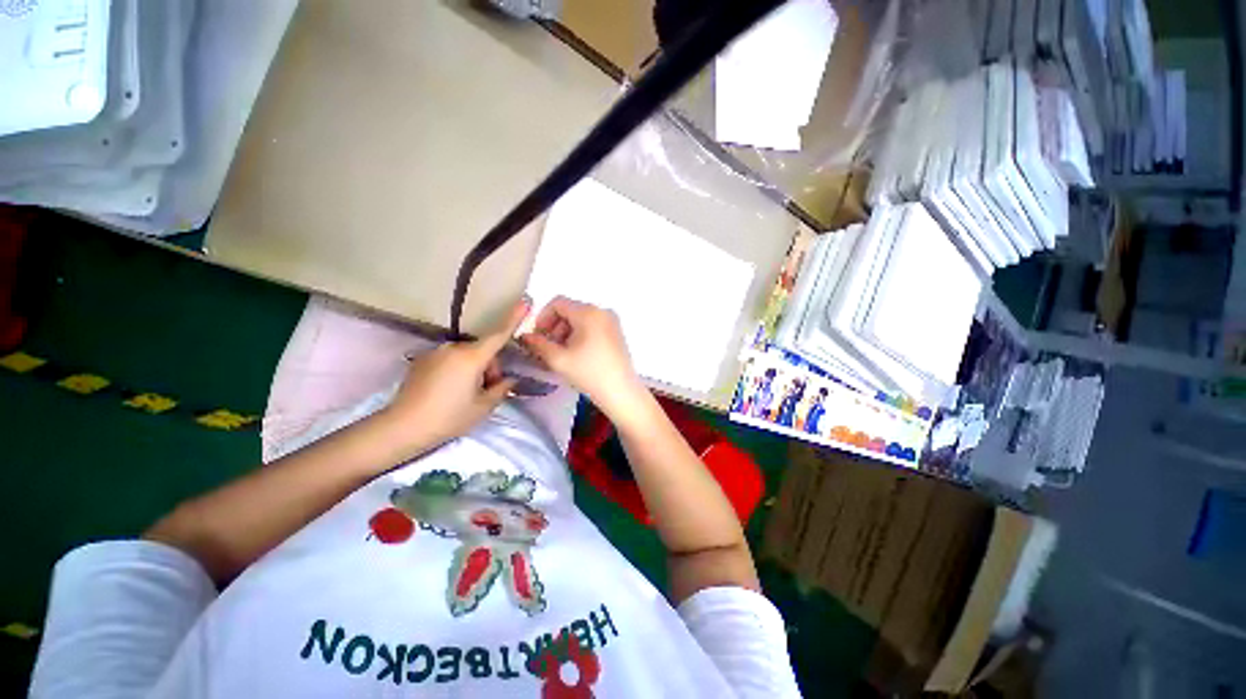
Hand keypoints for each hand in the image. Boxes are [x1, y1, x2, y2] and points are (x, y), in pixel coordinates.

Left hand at [380, 298, 530, 455]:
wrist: (401, 428)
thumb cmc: (448, 417)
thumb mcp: (483, 407)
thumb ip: (502, 388)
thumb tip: (509, 379)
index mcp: (471, 357)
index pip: (498, 335)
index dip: (513, 319)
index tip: (525, 301)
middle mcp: (453, 348)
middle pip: (483, 350)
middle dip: (490, 367)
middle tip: (487, 391)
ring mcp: (435, 352)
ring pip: (467, 355)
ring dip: (474, 369)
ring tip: (467, 394)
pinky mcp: (422, 360)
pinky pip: (450, 359)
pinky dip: (458, 369)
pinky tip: (450, 391)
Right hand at [519, 297, 648, 421]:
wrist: (620, 391)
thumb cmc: (589, 373)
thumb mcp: (558, 359)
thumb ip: (538, 344)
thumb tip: (525, 336)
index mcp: (588, 312)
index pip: (557, 303)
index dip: (542, 318)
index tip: (538, 338)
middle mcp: (602, 311)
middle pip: (569, 310)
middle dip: (555, 327)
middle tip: (549, 349)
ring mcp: (612, 321)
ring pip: (580, 319)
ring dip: (566, 333)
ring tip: (563, 355)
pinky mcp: (616, 332)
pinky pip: (592, 326)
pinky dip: (580, 335)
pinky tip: (577, 355)